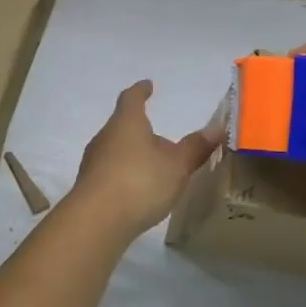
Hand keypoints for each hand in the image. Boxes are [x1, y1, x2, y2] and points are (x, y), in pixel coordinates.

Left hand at [68, 81, 222, 237]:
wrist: (96, 221)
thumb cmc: (140, 182)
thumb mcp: (176, 166)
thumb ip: (195, 147)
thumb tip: (217, 127)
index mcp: (126, 123)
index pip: (131, 98)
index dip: (140, 91)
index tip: (148, 85)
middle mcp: (105, 137)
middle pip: (122, 126)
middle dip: (140, 130)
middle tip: (160, 138)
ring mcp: (93, 162)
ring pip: (115, 150)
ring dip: (133, 154)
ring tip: (152, 167)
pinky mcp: (89, 187)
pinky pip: (109, 172)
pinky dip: (124, 174)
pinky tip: (136, 190)